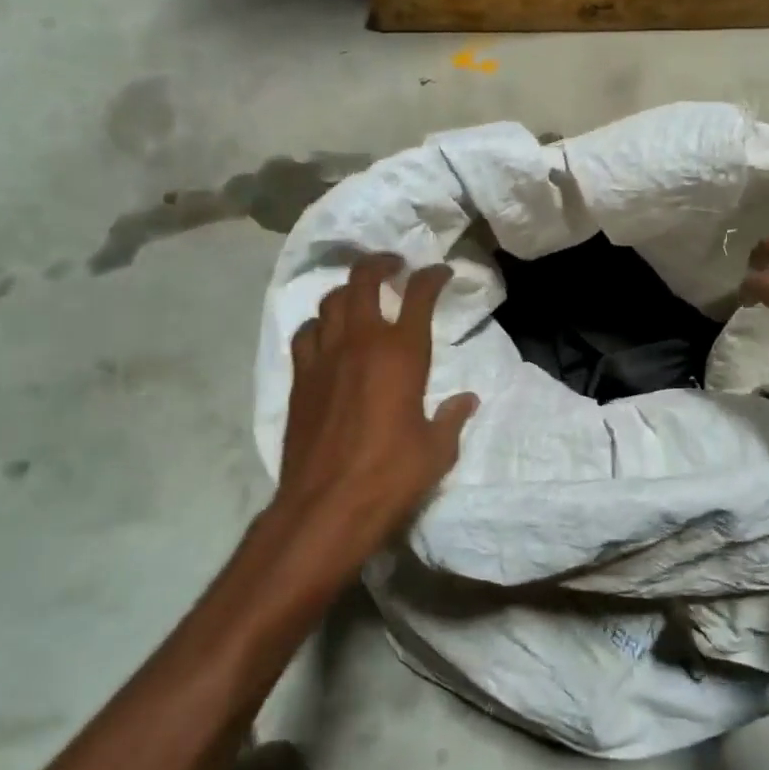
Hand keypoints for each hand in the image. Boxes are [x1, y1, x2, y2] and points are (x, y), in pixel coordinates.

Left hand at [272, 255, 477, 581]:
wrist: (326, 506)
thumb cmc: (391, 476)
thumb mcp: (436, 450)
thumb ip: (452, 419)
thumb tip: (467, 400)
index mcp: (401, 354)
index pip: (419, 296)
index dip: (432, 277)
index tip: (442, 273)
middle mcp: (361, 343)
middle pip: (363, 281)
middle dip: (380, 263)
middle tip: (394, 265)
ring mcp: (324, 357)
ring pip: (331, 301)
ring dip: (348, 290)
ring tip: (360, 295)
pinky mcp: (300, 378)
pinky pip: (306, 334)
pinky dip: (319, 324)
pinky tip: (327, 334)